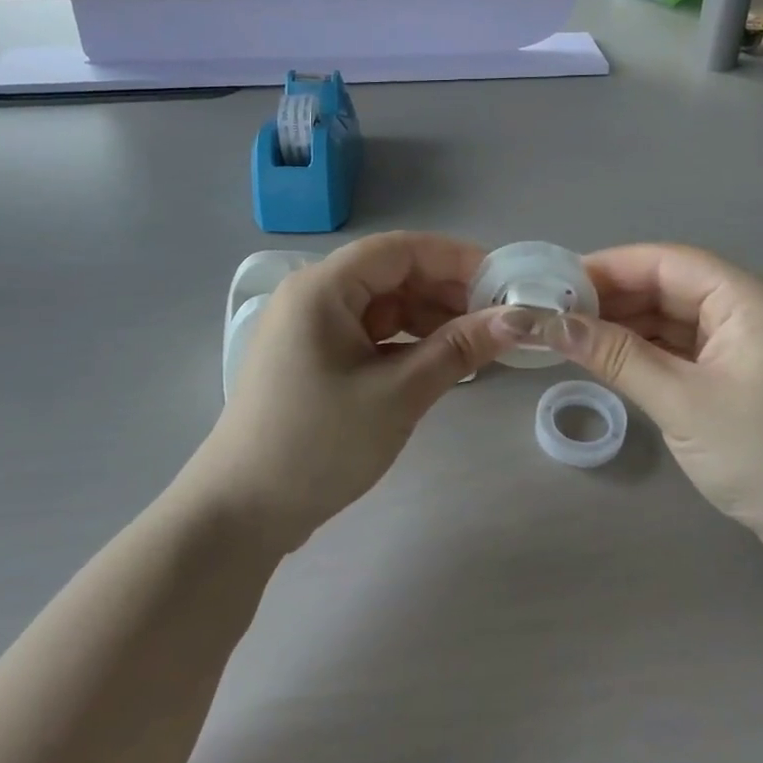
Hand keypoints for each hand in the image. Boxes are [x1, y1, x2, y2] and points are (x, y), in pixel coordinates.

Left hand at [185, 232, 517, 551]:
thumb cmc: (318, 444)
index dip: (456, 259)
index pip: (400, 250)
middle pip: (392, 275)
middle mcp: (313, 295)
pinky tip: (439, 362)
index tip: (505, 282)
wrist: (242, 512)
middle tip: (498, 320)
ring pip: (384, 306)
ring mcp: (311, 328)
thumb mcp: (398, 395)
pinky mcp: (314, 357)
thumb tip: (519, 319)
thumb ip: (459, 349)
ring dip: (429, 319)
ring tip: (476, 344)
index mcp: (322, 288)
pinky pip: (370, 334)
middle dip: (447, 292)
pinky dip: (406, 343)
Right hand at [536, 244, 762, 572]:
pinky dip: (649, 351)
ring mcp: (750, 342)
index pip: (667, 262)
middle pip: (670, 285)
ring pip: (676, 317)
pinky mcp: (744, 373)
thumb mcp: (681, 403)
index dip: (608, 267)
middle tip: (553, 313)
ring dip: (627, 326)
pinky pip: (687, 347)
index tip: (554, 282)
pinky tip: (609, 358)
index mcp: (749, 299)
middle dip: (613, 298)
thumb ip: (615, 356)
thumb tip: (552, 323)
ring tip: (570, 334)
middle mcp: (752, 308)